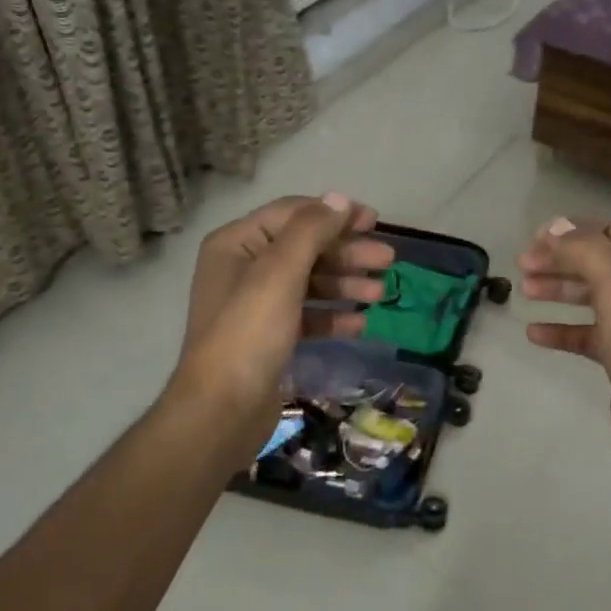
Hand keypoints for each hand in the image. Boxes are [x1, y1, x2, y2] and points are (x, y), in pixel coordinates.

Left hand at [168, 194, 394, 464]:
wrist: (222, 410)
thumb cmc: (249, 333)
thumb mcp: (279, 273)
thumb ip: (310, 231)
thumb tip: (339, 199)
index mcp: (237, 244)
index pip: (292, 214)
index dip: (334, 214)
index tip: (375, 222)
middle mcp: (244, 269)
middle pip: (305, 248)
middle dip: (347, 253)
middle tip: (388, 261)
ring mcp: (256, 305)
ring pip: (310, 283)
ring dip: (346, 284)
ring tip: (381, 294)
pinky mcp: (270, 338)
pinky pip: (307, 316)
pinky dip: (333, 316)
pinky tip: (360, 323)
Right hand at [518, 217, 610, 485]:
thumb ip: (585, 250)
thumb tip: (555, 227)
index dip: (575, 231)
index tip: (536, 238)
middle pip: (600, 262)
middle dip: (561, 260)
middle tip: (523, 265)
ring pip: (592, 296)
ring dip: (558, 290)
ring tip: (524, 290)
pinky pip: (588, 333)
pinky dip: (563, 329)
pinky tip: (533, 333)